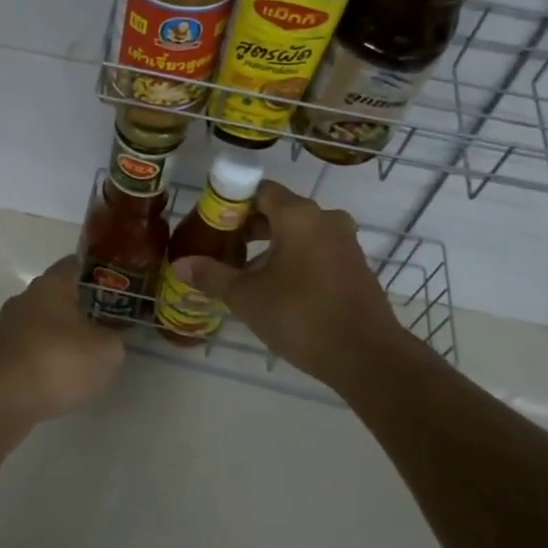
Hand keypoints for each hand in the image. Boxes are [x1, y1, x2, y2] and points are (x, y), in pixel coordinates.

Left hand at [0, 256, 125, 426]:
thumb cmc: (57, 361)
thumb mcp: (106, 351)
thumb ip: (114, 339)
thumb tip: (108, 338)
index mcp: (50, 285)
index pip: (75, 264)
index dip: (98, 273)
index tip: (118, 287)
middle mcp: (24, 299)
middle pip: (57, 296)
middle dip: (80, 309)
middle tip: (107, 326)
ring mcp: (6, 329)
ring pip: (42, 326)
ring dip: (61, 339)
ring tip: (84, 360)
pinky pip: (29, 352)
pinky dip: (44, 362)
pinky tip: (58, 382)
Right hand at [170, 181, 428, 388]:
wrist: (367, 356)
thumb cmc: (300, 316)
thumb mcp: (246, 297)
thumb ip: (212, 275)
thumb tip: (180, 264)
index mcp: (298, 215)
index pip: (259, 190)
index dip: (232, 203)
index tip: (212, 224)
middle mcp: (325, 219)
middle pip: (279, 211)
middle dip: (248, 228)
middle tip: (222, 250)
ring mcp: (345, 243)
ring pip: (299, 233)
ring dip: (271, 247)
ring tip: (244, 273)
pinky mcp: (355, 267)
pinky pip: (316, 251)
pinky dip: (294, 260)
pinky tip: (276, 289)